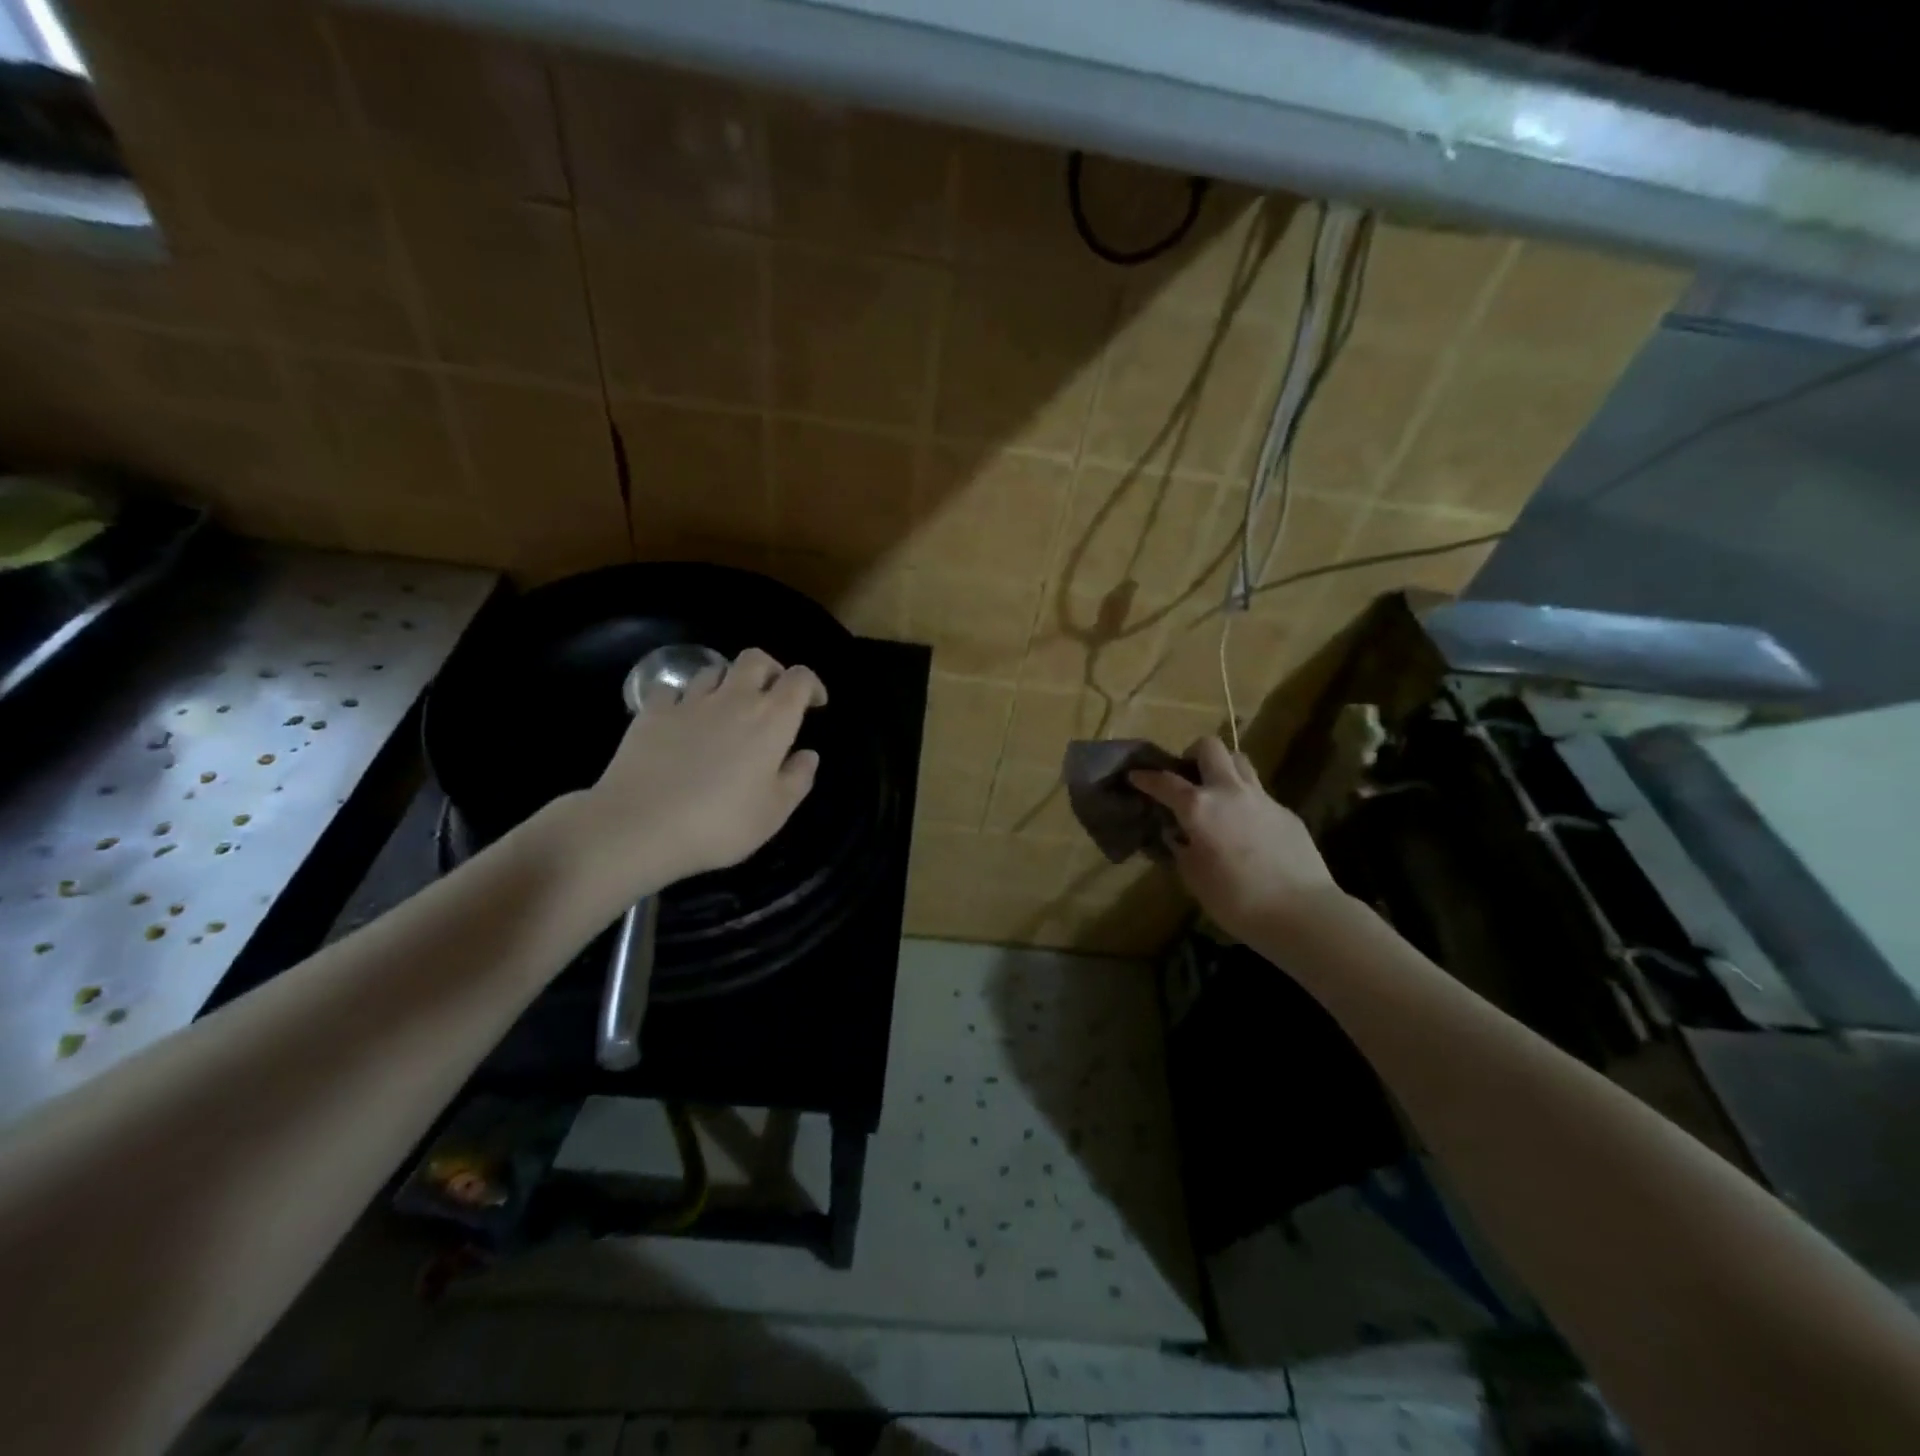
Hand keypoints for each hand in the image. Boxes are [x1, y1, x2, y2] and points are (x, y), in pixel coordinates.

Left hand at [582, 647, 825, 893]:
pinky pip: (672, 690)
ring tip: (726, 709)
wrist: (640, 825)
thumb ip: (798, 778)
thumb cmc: (720, 823)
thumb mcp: (775, 812)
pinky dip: (682, 698)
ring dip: (727, 682)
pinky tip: (681, 719)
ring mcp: (689, 702)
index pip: (800, 679)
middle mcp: (734, 699)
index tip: (815, 704)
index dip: (812, 685)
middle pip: (756, 659)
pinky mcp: (652, 712)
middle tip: (772, 696)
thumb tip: (808, 754)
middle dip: (771, 670)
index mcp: (771, 720)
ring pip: (714, 670)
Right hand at [1130, 735, 1343, 944]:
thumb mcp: (1194, 878)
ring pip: (1240, 761)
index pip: (1165, 782)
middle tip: (1188, 776)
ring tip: (1218, 793)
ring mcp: (1262, 798)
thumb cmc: (1236, 900)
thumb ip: (1181, 849)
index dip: (1146, 778)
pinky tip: (1246, 828)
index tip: (1135, 776)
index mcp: (1199, 807)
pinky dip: (1246, 801)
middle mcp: (1229, 791)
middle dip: (1193, 754)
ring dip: (1224, 768)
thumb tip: (1178, 835)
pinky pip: (1260, 794)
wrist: (1302, 912)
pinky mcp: (1286, 812)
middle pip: (1210, 747)